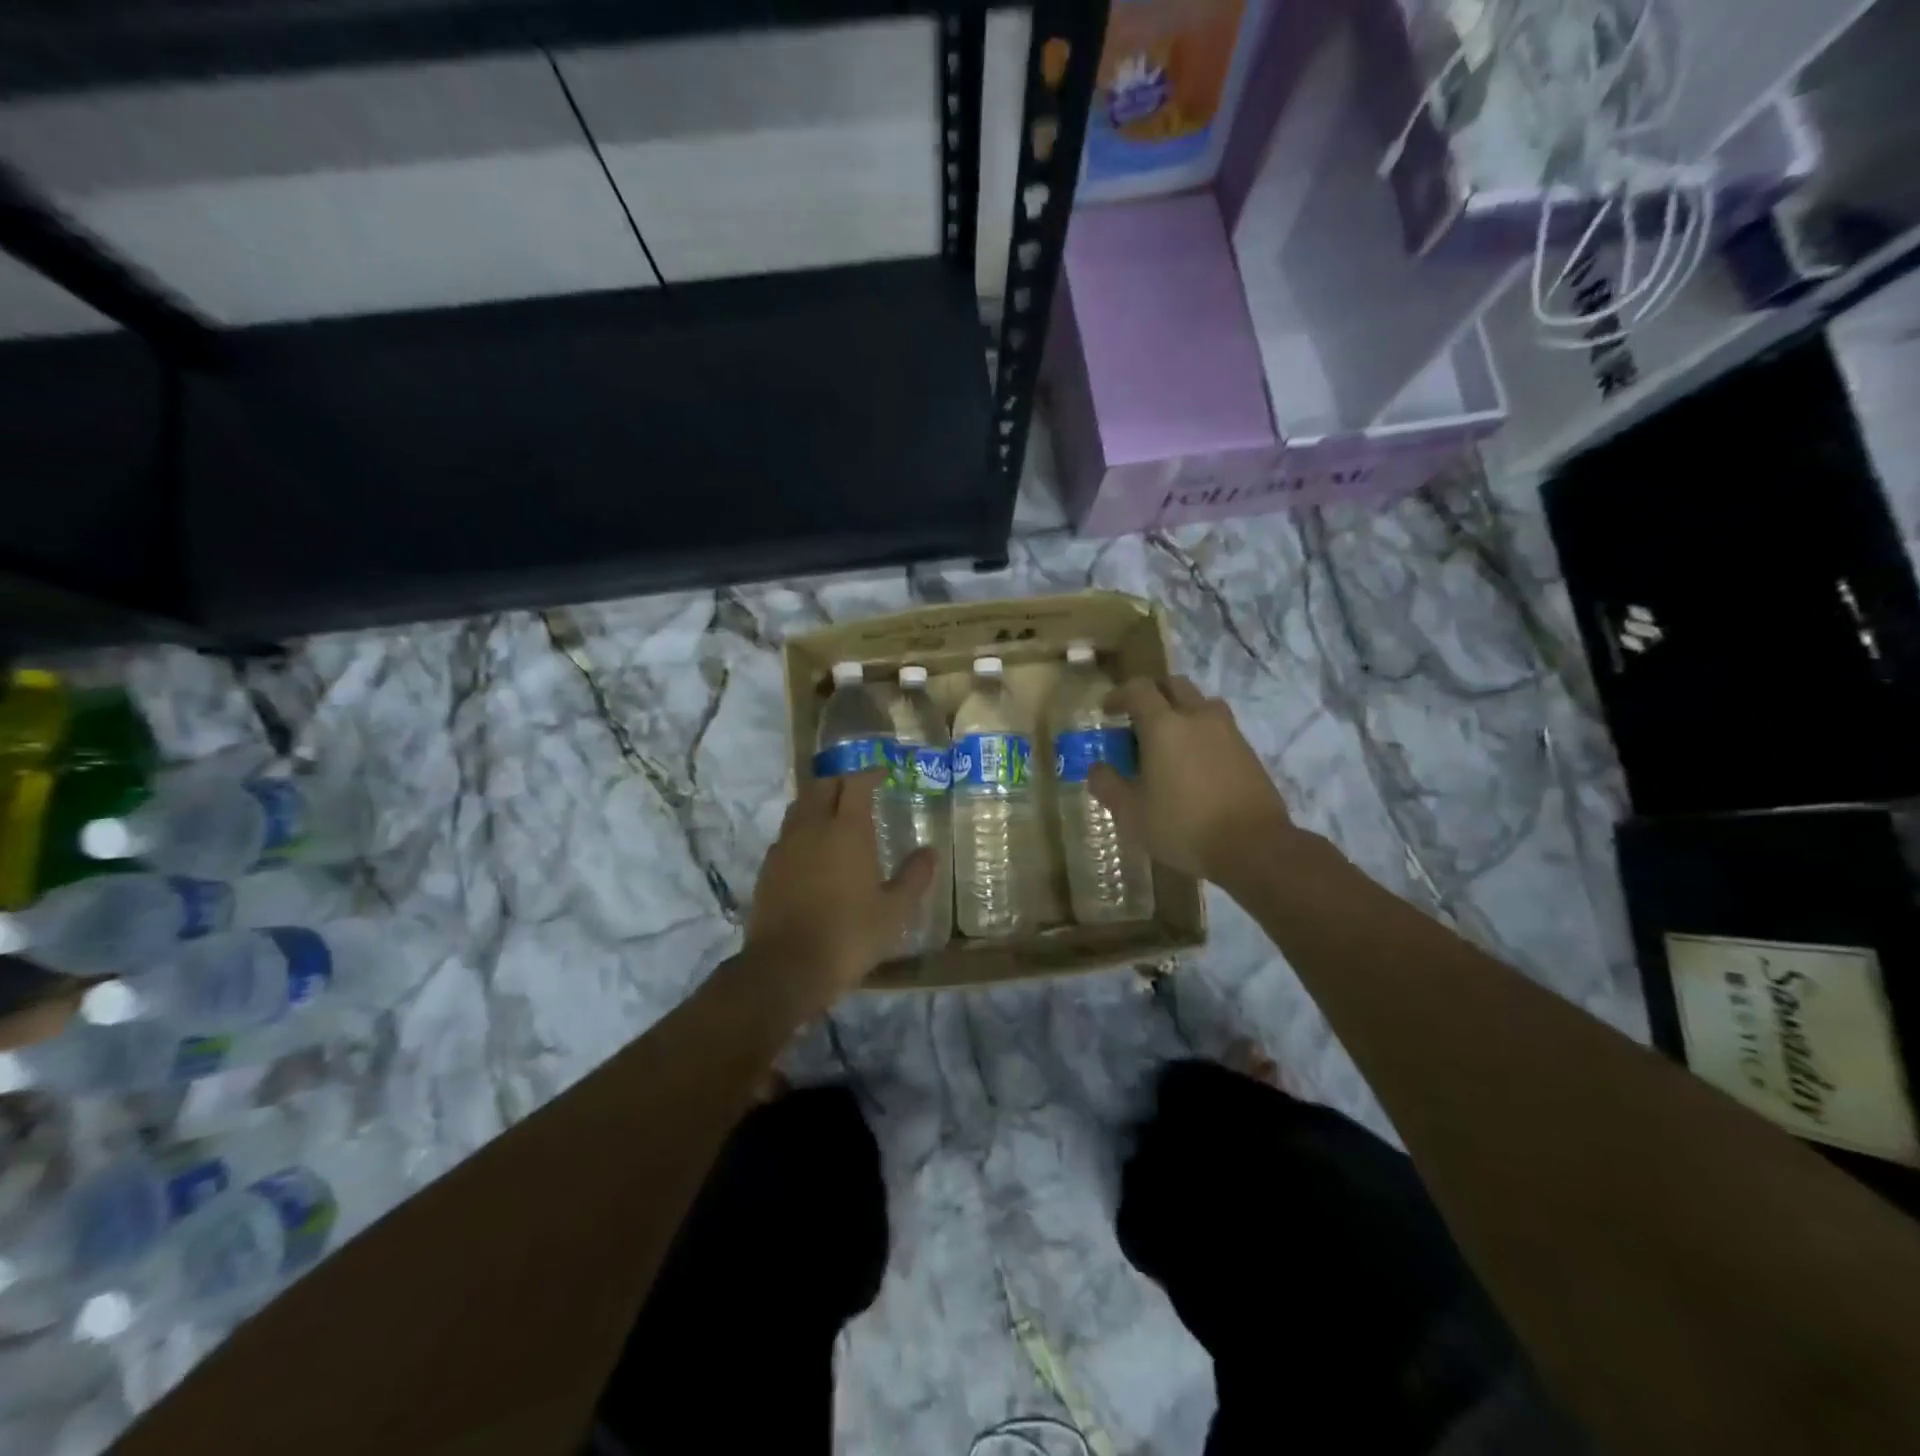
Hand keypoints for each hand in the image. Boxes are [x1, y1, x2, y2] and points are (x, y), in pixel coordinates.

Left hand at [744, 769, 935, 1009]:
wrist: (787, 968)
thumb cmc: (849, 935)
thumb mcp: (895, 911)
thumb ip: (914, 876)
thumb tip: (930, 851)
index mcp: (846, 830)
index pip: (855, 784)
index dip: (869, 774)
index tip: (883, 774)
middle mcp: (812, 828)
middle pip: (822, 786)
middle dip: (841, 782)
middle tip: (859, 791)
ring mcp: (785, 846)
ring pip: (799, 806)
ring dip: (818, 801)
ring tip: (834, 815)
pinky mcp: (768, 867)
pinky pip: (786, 833)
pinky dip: (802, 828)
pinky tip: (812, 850)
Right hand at [1088, 676, 1296, 885]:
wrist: (1254, 846)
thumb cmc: (1183, 826)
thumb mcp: (1131, 813)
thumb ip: (1108, 785)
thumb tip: (1096, 767)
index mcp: (1164, 726)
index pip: (1138, 689)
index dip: (1119, 695)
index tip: (1107, 711)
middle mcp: (1197, 717)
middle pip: (1174, 685)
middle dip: (1153, 694)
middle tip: (1138, 719)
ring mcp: (1228, 731)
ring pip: (1201, 703)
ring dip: (1181, 710)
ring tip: (1169, 740)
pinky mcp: (1248, 750)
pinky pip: (1219, 727)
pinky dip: (1201, 733)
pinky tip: (1194, 763)